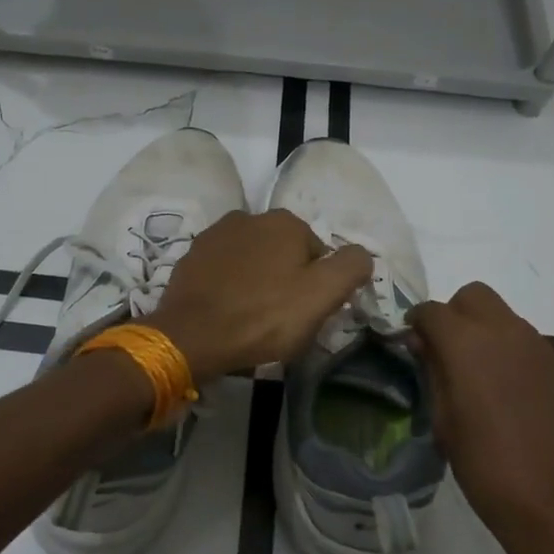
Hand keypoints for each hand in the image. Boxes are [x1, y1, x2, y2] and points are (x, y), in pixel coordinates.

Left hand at [149, 209, 371, 381]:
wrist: (191, 335)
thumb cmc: (263, 316)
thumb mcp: (322, 295)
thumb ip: (351, 267)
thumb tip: (362, 254)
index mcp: (285, 222)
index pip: (318, 254)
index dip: (318, 286)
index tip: (306, 313)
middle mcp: (250, 217)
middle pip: (284, 254)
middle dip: (286, 280)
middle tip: (281, 319)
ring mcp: (215, 235)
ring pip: (253, 260)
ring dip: (257, 281)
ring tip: (251, 317)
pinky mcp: (191, 256)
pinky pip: (223, 270)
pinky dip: (229, 285)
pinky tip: (226, 310)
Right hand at [408, 282, 553, 553]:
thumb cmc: (487, 466)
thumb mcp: (443, 422)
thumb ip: (432, 372)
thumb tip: (423, 344)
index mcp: (468, 343)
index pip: (432, 310)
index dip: (416, 323)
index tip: (410, 344)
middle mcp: (504, 331)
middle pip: (472, 296)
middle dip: (452, 314)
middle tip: (442, 351)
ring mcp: (535, 346)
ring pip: (499, 313)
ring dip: (479, 329)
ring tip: (469, 372)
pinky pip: (520, 337)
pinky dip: (502, 346)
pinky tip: (498, 387)